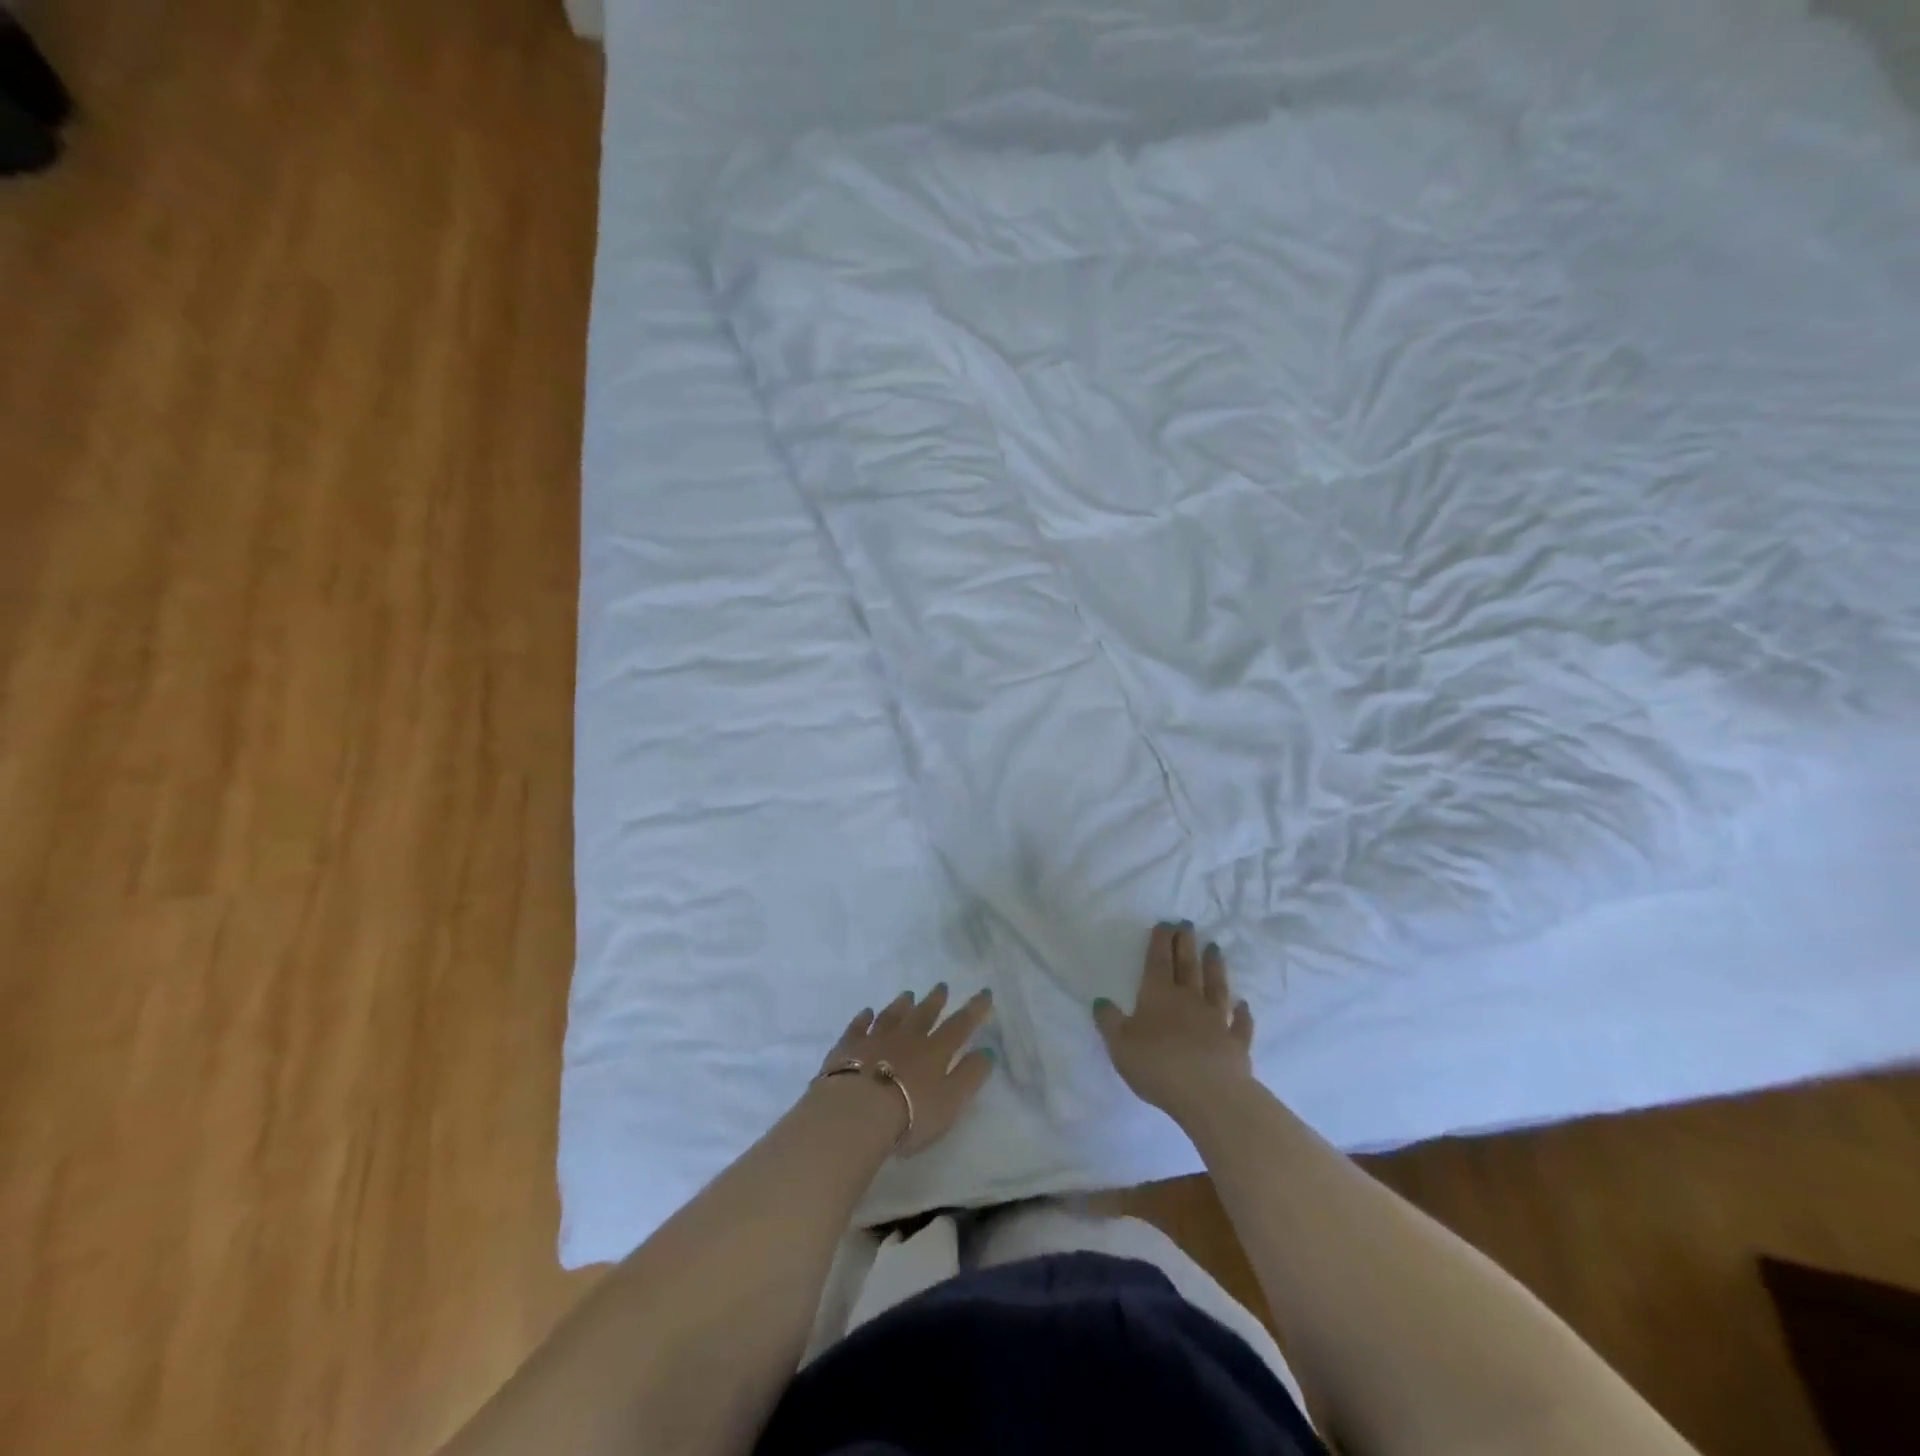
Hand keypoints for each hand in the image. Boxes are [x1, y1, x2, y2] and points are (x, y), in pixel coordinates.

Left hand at [817, 984, 994, 1156]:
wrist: (856, 1113)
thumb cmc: (910, 1113)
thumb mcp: (951, 1101)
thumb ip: (970, 1076)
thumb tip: (987, 1051)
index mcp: (935, 1051)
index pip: (960, 1026)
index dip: (974, 1009)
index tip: (985, 992)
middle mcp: (907, 1037)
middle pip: (923, 1014)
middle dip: (935, 1000)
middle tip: (942, 986)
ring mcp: (875, 1039)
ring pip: (891, 1015)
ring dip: (901, 1004)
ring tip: (908, 994)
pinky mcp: (848, 1047)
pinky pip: (858, 1027)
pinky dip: (864, 1018)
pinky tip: (867, 1013)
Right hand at [1094, 922, 1254, 1122]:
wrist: (1209, 1094)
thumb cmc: (1157, 1065)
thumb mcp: (1119, 1045)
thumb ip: (1110, 1022)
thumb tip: (1101, 1001)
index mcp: (1158, 995)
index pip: (1158, 961)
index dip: (1160, 942)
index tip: (1166, 923)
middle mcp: (1189, 1000)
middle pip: (1188, 966)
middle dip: (1186, 944)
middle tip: (1188, 924)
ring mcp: (1216, 1020)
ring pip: (1216, 987)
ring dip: (1215, 967)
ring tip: (1215, 949)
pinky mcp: (1236, 1043)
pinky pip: (1240, 1024)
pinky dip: (1243, 1014)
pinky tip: (1244, 1005)